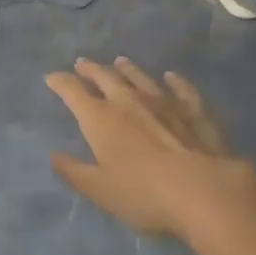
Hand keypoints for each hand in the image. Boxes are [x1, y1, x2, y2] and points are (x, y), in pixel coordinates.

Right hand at [45, 58, 250, 238]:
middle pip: (105, 77)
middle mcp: (128, 101)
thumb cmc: (144, 193)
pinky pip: (182, 90)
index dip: (60, 82)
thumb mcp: (99, 190)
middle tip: (82, 63)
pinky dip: (175, 81)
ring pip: (140, 77)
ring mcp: (164, 102)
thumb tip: (54, 155)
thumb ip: (74, 172)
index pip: (73, 92)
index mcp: (100, 118)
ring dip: (128, 68)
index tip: (51, 78)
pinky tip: (172, 76)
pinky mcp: (194, 112)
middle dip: (91, 69)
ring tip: (120, 61)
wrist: (204, 191)